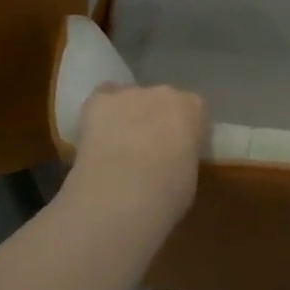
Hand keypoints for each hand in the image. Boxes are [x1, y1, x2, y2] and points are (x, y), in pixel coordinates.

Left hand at [68, 83, 207, 229]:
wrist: (123, 196)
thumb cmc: (167, 193)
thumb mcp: (189, 175)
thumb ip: (182, 155)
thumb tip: (170, 160)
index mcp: (194, 108)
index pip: (192, 110)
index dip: (181, 130)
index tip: (176, 149)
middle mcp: (165, 93)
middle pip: (160, 100)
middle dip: (154, 120)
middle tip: (146, 150)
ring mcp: (130, 94)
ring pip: (129, 100)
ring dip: (126, 117)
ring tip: (116, 148)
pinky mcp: (99, 101)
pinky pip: (101, 99)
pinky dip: (99, 115)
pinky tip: (95, 136)